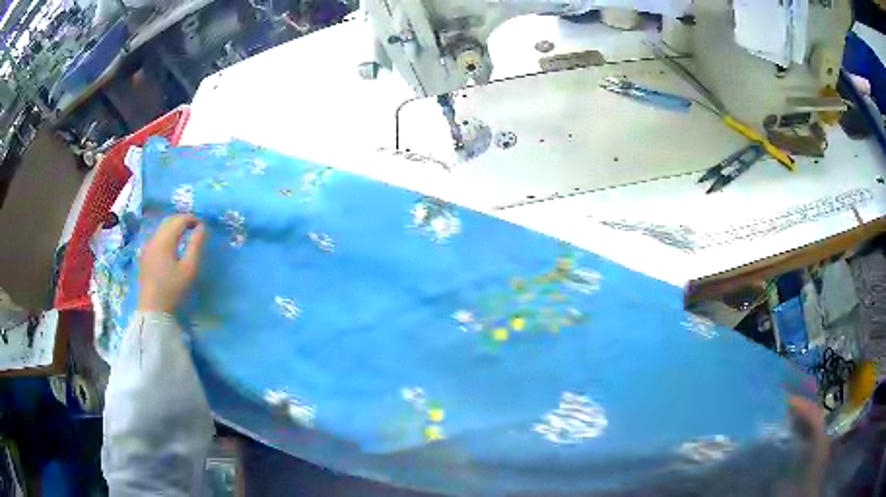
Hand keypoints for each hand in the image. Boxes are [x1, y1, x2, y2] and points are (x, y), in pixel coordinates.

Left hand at [138, 214, 206, 312]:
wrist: (152, 308)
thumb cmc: (172, 289)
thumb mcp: (189, 268)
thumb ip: (196, 245)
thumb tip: (202, 228)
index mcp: (164, 240)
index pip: (179, 220)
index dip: (192, 219)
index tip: (202, 225)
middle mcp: (154, 238)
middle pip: (169, 220)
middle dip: (182, 220)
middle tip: (194, 227)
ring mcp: (147, 246)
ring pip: (161, 228)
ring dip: (173, 227)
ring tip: (184, 235)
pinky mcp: (144, 255)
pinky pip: (156, 237)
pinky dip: (166, 235)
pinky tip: (171, 246)